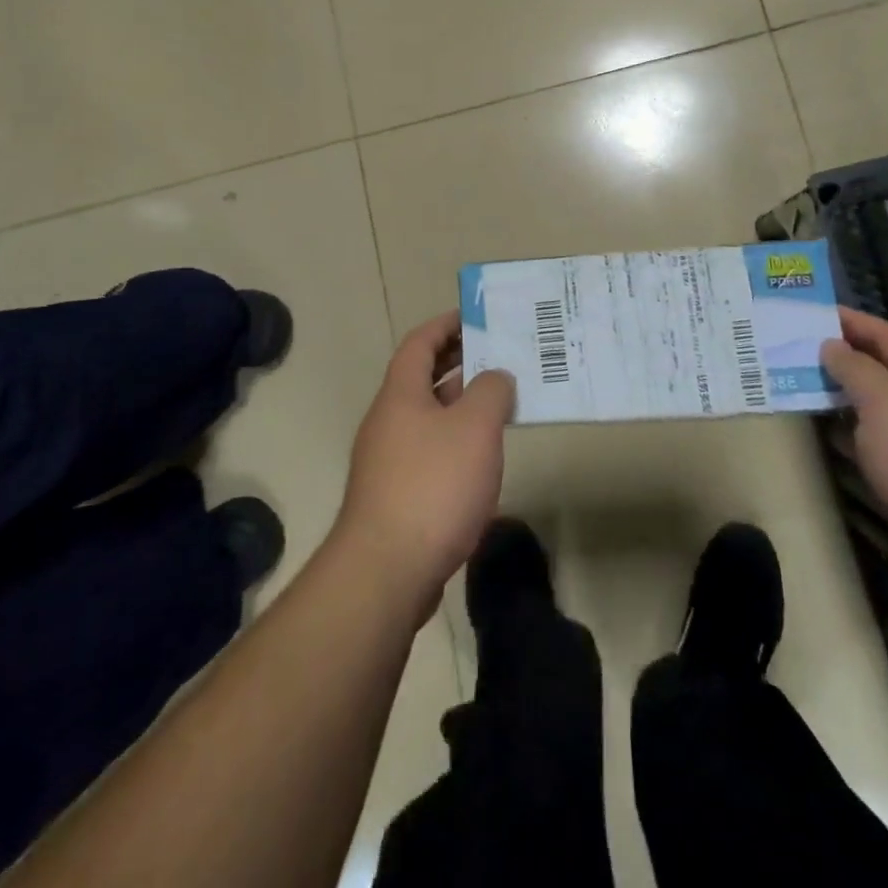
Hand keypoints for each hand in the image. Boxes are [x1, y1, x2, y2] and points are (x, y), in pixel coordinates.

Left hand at [334, 312, 514, 620]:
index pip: (420, 343)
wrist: (387, 571)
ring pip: (429, 417)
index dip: (446, 324)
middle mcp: (389, 421)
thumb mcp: (475, 427)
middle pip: (422, 378)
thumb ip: (491, 391)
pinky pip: (430, 452)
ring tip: (500, 402)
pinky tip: (482, 459)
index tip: (475, 316)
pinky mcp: (397, 496)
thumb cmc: (433, 485)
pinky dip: (456, 442)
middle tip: (498, 355)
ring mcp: (389, 461)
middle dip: (458, 363)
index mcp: (400, 395)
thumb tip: (496, 377)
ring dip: (461, 405)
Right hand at [823, 309, 887, 613]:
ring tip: (799, 389)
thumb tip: (833, 346)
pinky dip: (851, 441)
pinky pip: (878, 452)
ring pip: (878, 415)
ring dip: (842, 401)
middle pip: (884, 375)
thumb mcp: (887, 403)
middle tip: (796, 350)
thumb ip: (856, 370)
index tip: (813, 310)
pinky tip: (826, 441)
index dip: (853, 321)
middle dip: (843, 360)